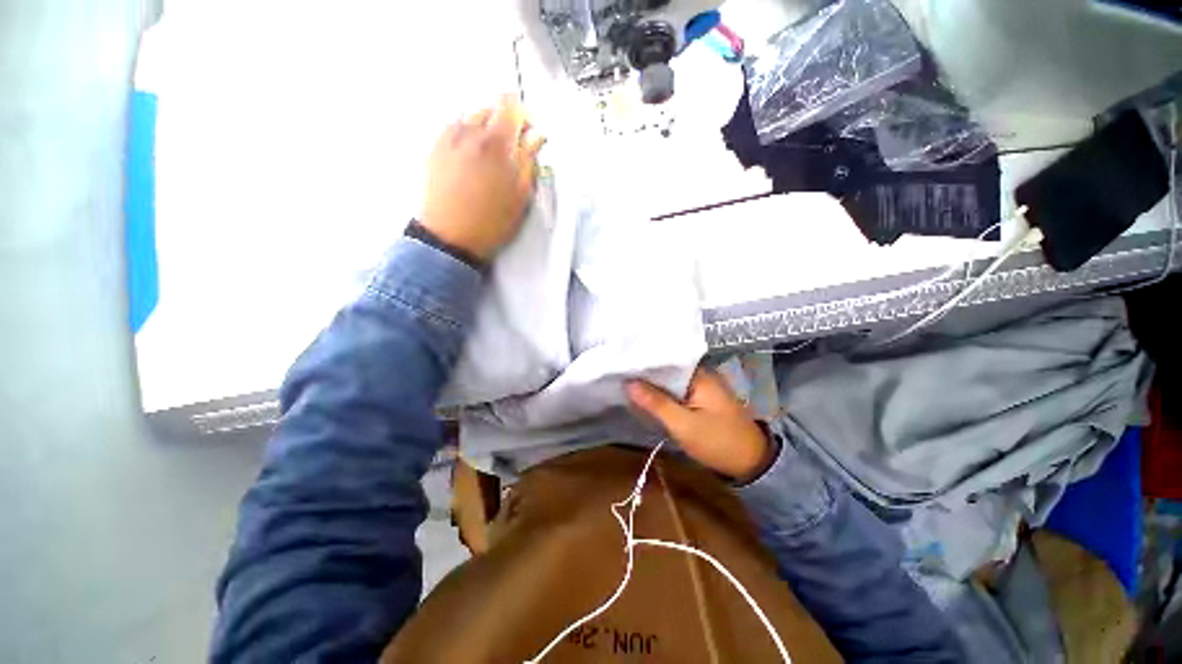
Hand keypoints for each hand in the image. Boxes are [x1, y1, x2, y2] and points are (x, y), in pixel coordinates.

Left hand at [421, 95, 545, 261]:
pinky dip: (467, 133)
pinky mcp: (434, 147)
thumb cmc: (491, 221)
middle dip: (506, 122)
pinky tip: (472, 157)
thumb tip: (536, 136)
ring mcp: (448, 137)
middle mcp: (469, 131)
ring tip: (491, 154)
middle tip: (512, 148)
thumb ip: (529, 160)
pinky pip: (454, 127)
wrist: (450, 236)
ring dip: (485, 127)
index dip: (524, 115)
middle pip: (491, 107)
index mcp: (495, 143)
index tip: (529, 133)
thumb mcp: (520, 196)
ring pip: (471, 115)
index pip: (511, 105)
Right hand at [626, 369, 774, 482]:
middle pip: (667, 368)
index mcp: (699, 374)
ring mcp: (701, 386)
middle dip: (645, 371)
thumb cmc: (718, 442)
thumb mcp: (684, 425)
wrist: (751, 464)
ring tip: (624, 379)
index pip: (666, 358)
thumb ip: (656, 403)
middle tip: (617, 370)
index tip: (621, 360)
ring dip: (651, 383)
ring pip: (670, 380)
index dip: (644, 359)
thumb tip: (628, 383)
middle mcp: (700, 374)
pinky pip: (675, 391)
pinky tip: (644, 394)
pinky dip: (661, 393)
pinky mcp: (700, 399)